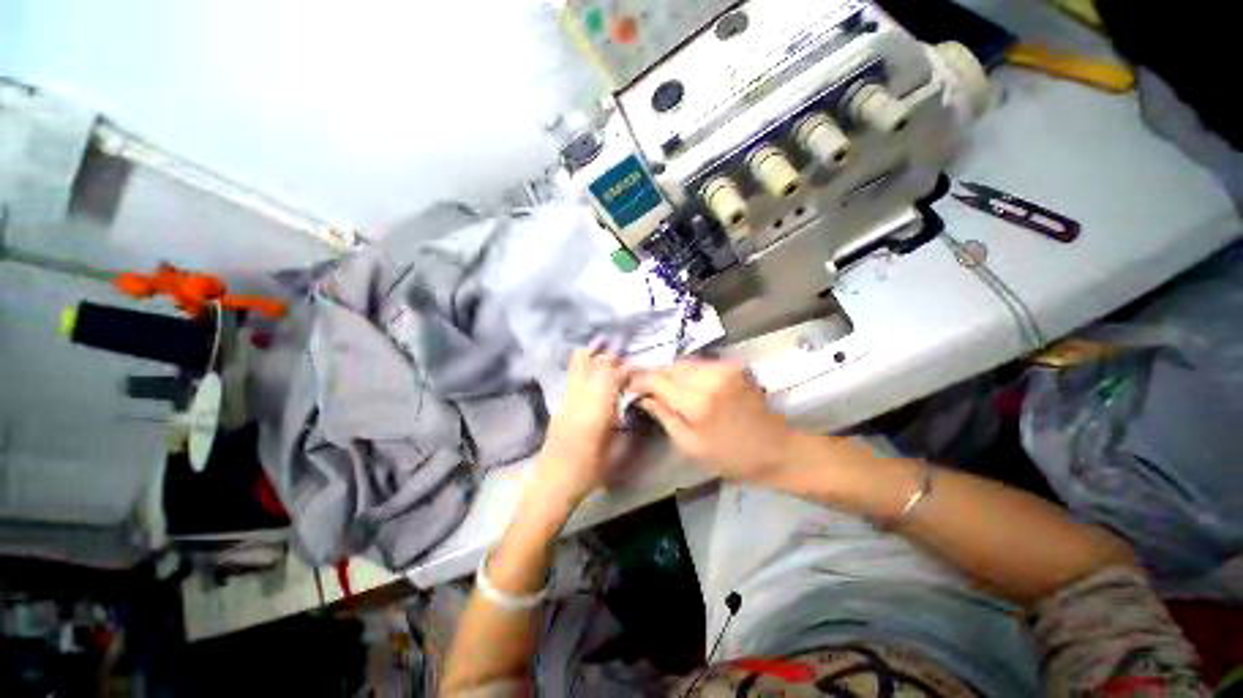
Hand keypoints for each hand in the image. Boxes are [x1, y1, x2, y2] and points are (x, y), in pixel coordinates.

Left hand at [532, 350, 629, 504]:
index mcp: (596, 409)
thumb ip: (627, 427)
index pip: (610, 375)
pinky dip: (585, 370)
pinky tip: (594, 381)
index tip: (635, 370)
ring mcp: (566, 399)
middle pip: (590, 362)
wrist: (552, 483)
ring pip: (576, 365)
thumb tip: (631, 409)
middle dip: (608, 357)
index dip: (625, 368)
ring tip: (608, 364)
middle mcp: (579, 398)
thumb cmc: (588, 471)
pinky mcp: (559, 405)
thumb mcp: (616, 452)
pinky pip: (573, 378)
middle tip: (622, 362)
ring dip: (594, 359)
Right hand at [630, 359, 794, 481]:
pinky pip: (701, 364)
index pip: (658, 379)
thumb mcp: (690, 445)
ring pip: (685, 362)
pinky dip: (689, 372)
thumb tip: (643, 397)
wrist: (776, 449)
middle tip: (645, 387)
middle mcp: (710, 377)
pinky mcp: (734, 366)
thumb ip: (664, 416)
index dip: (640, 379)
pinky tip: (687, 384)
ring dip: (672, 372)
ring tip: (665, 386)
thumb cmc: (730, 456)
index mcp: (697, 402)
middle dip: (656, 374)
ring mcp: (725, 368)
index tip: (629, 383)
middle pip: (671, 366)